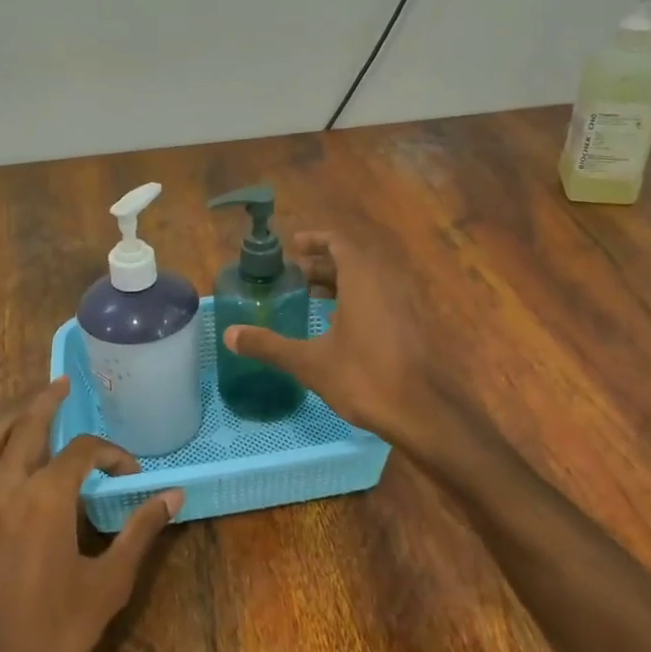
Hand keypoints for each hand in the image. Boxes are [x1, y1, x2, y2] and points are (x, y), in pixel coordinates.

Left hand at [0, 378, 180, 651]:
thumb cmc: (51, 635)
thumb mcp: (108, 584)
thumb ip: (139, 532)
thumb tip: (172, 495)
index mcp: (44, 497)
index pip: (82, 450)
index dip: (112, 454)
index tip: (132, 476)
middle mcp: (5, 488)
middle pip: (24, 426)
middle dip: (46, 401)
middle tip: (64, 384)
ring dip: (16, 420)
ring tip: (35, 409)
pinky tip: (17, 465)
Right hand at [221, 230, 437, 444]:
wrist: (421, 410)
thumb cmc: (363, 377)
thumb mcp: (309, 362)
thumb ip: (269, 345)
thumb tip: (229, 335)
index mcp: (362, 278)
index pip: (339, 242)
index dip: (316, 241)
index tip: (294, 247)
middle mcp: (387, 281)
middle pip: (354, 259)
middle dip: (324, 264)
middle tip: (296, 276)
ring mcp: (405, 302)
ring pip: (370, 279)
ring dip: (343, 282)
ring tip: (314, 298)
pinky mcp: (414, 324)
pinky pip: (383, 297)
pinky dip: (360, 299)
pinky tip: (343, 325)